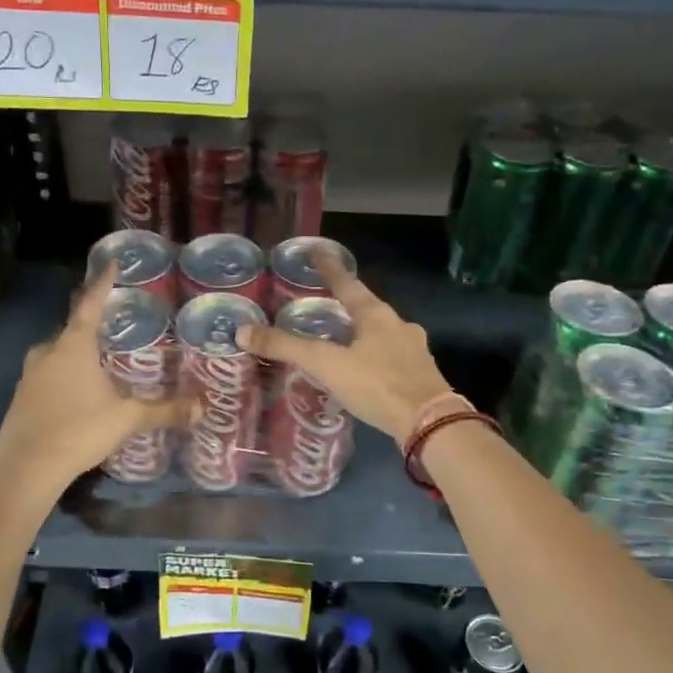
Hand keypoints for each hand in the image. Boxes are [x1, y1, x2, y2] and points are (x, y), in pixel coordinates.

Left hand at [0, 265, 187, 492]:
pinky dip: (65, 373)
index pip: (91, 303)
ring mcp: (30, 373)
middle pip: (73, 328)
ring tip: (100, 359)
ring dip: (78, 351)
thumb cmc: (79, 430)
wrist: (26, 467)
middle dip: (92, 322)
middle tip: (115, 321)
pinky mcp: (22, 395)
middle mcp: (48, 351)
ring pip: (58, 352)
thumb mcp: (127, 418)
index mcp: (74, 345)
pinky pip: (48, 373)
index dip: (102, 282)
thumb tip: (201, 407)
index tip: (110, 263)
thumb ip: (163, 410)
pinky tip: (78, 390)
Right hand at [241, 250, 453, 445]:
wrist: (429, 423)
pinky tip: (365, 371)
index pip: (346, 282)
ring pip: (381, 333)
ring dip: (361, 333)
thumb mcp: (326, 365)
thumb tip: (242, 332)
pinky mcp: (421, 374)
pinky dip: (373, 357)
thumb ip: (286, 348)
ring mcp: (413, 350)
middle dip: (346, 304)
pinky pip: (390, 357)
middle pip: (367, 308)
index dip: (327, 267)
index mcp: (375, 315)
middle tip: (324, 304)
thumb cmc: (377, 384)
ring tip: (341, 341)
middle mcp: (398, 325)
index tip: (315, 250)